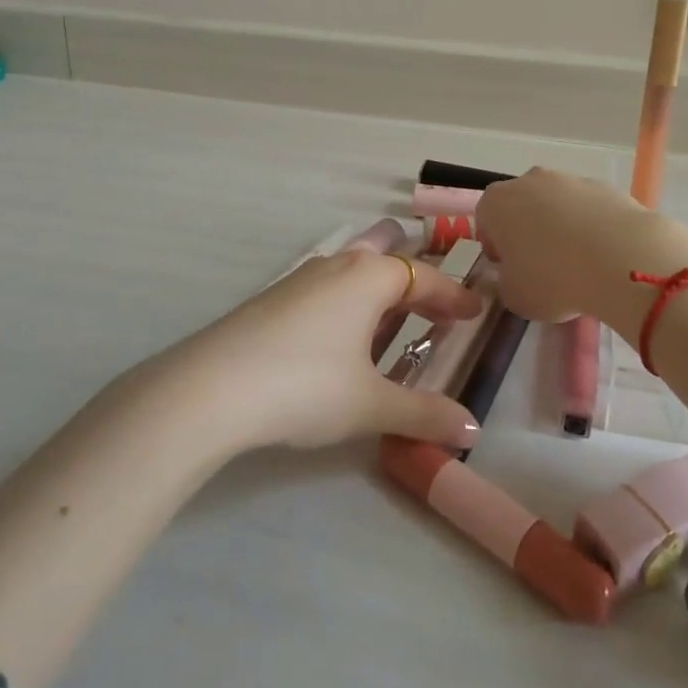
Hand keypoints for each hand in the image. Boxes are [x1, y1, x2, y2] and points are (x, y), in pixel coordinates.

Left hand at [172, 249, 486, 452]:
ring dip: (380, 292)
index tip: (476, 313)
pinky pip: (328, 289)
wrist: (211, 388)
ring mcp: (301, 278)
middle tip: (436, 308)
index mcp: (370, 276)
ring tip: (394, 324)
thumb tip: (472, 432)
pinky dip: (350, 304)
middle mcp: (338, 265)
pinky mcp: (274, 299)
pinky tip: (342, 339)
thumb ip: (424, 414)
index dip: (454, 297)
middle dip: (415, 277)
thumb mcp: (371, 405)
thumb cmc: (306, 385)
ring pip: (354, 270)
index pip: (426, 278)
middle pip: (387, 256)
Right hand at [477, 169, 687, 344]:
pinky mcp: (605, 187)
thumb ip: (504, 283)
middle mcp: (530, 181)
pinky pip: (589, 209)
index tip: (509, 269)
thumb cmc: (553, 279)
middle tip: (542, 267)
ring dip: (561, 228)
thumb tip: (513, 276)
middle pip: (521, 206)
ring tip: (579, 264)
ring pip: (557, 205)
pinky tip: (603, 256)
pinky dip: (591, 227)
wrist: (621, 260)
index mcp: (497, 202)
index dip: (496, 246)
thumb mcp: (514, 297)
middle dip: (528, 232)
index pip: (485, 219)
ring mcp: (570, 179)